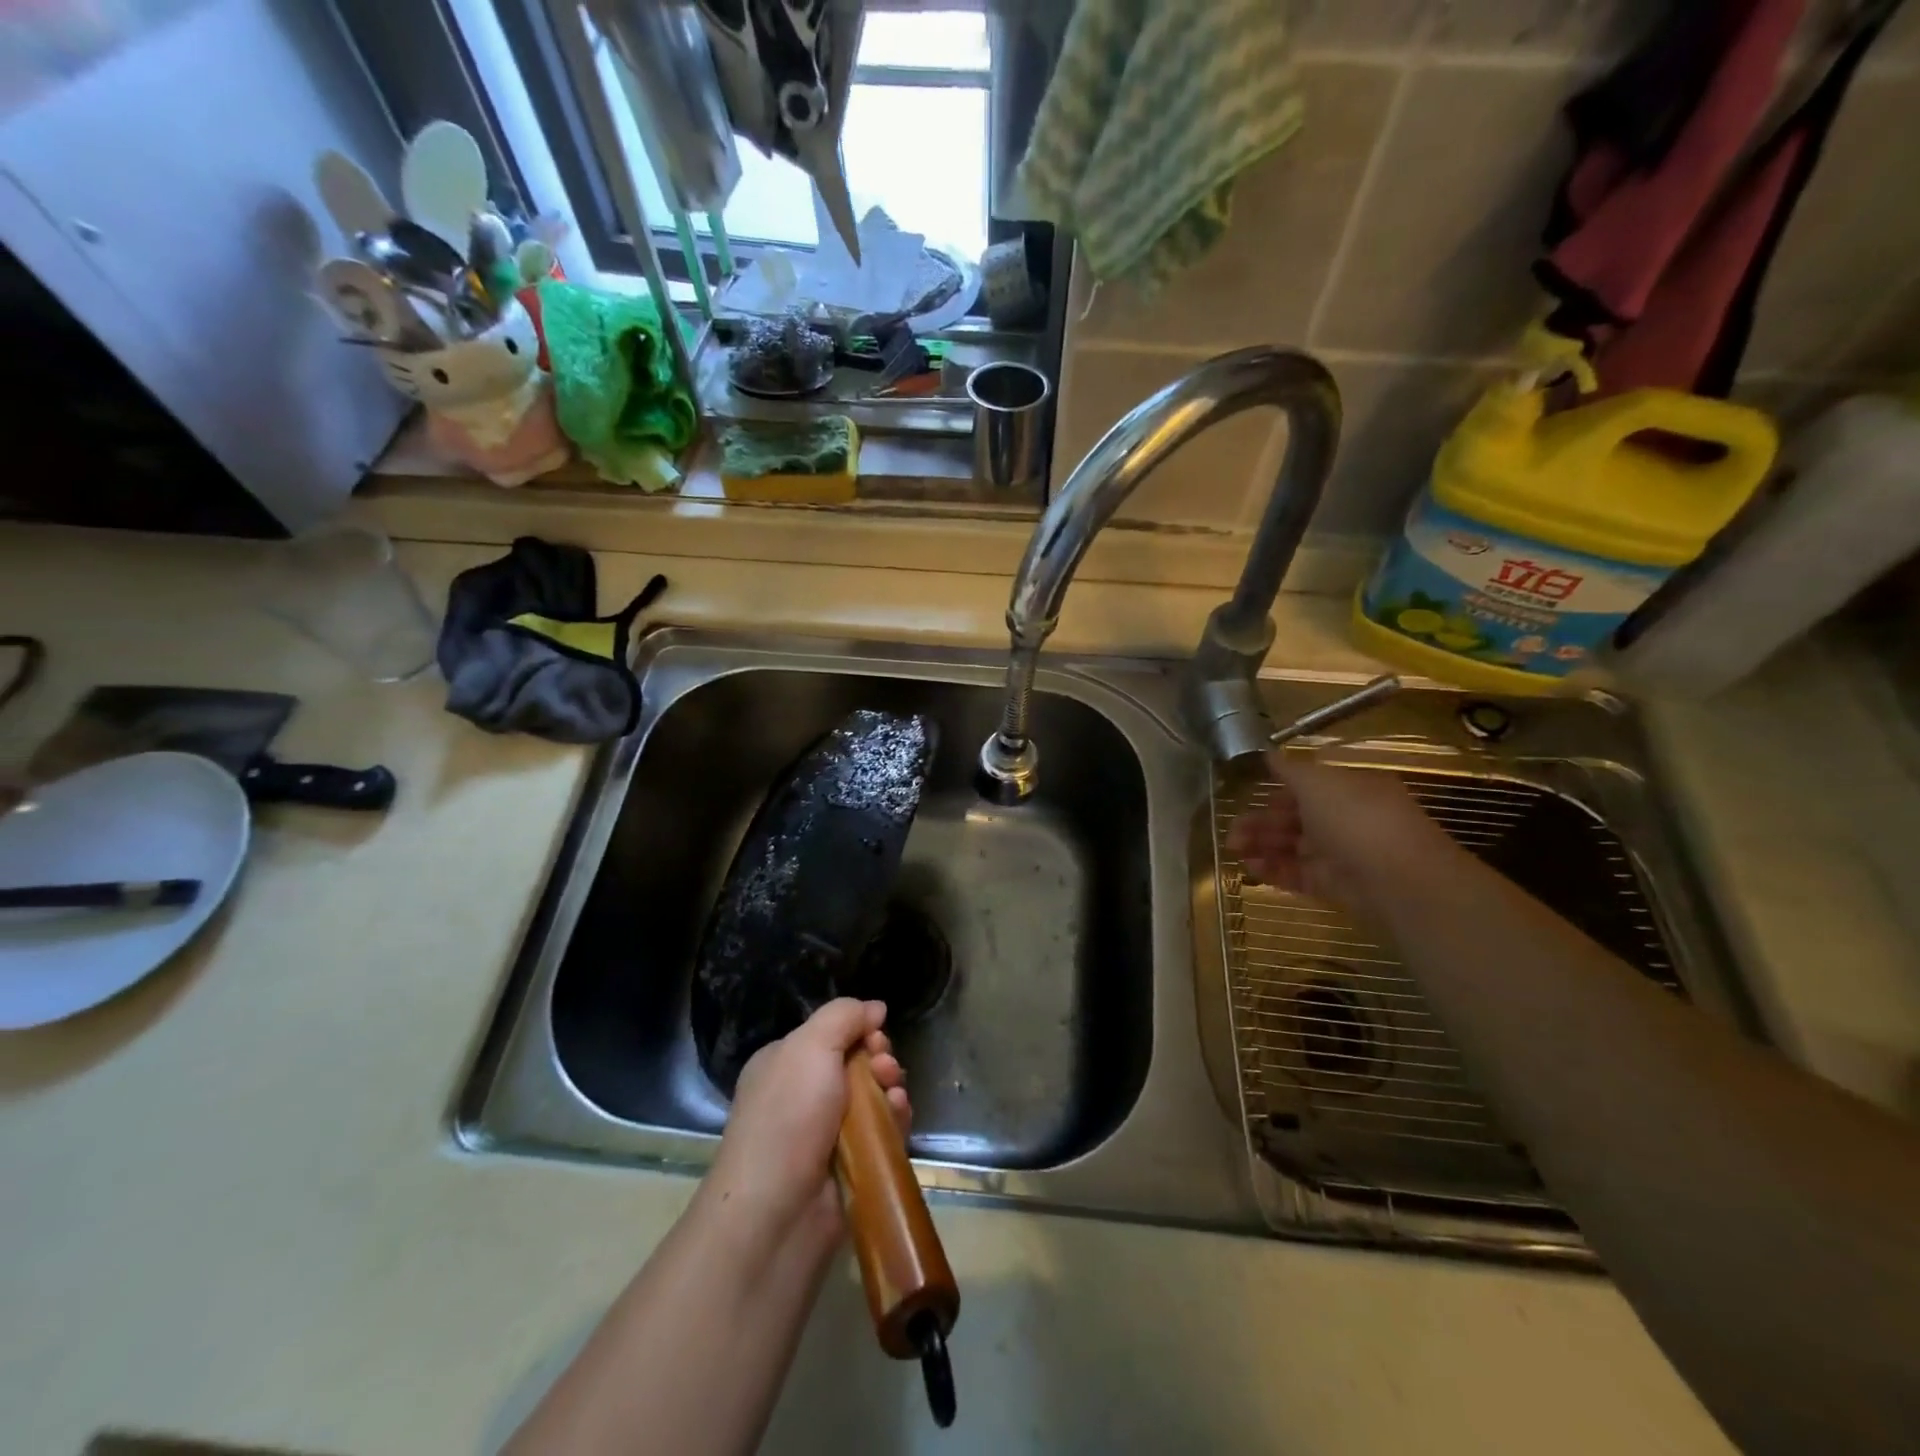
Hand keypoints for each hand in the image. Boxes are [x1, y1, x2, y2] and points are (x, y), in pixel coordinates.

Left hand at [701, 998, 910, 1256]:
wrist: (777, 1211)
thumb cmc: (788, 1115)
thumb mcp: (811, 1045)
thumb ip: (844, 1016)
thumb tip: (875, 1008)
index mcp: (785, 1063)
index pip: (832, 1034)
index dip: (859, 1031)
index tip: (874, 1036)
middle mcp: (804, 1095)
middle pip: (857, 1063)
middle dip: (879, 1059)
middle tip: (884, 1068)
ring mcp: (827, 1132)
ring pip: (873, 1097)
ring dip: (890, 1088)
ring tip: (893, 1095)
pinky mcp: (850, 1164)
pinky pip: (881, 1131)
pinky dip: (894, 1120)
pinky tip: (898, 1116)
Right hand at [1226, 753, 1453, 913]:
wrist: (1396, 878)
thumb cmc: (1355, 818)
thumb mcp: (1317, 782)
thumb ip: (1289, 770)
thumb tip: (1269, 753)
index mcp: (1348, 789)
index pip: (1307, 788)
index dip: (1276, 794)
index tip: (1248, 800)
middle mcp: (1347, 819)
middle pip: (1296, 819)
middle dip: (1261, 823)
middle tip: (1232, 833)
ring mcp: (1342, 854)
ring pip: (1294, 848)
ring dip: (1262, 846)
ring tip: (1234, 851)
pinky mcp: (1336, 885)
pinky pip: (1300, 875)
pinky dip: (1275, 871)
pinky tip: (1251, 869)